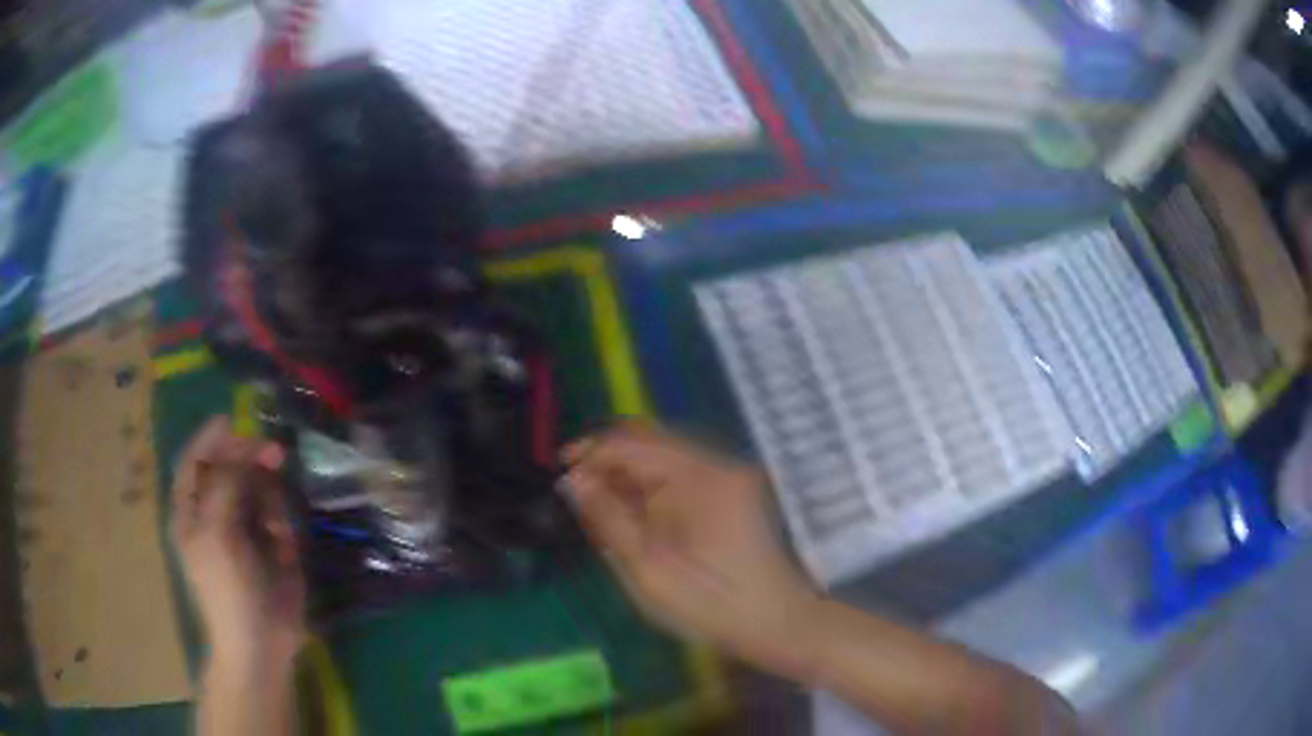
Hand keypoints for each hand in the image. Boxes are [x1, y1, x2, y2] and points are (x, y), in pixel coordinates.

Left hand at [171, 417, 304, 670]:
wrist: (261, 643)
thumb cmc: (228, 589)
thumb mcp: (217, 531)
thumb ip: (225, 482)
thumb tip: (243, 445)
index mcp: (190, 509)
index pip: (195, 459)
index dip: (212, 437)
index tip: (237, 420)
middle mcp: (214, 512)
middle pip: (230, 469)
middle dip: (251, 462)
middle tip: (277, 454)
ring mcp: (242, 529)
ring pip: (258, 490)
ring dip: (270, 501)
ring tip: (276, 529)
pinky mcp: (269, 545)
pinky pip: (277, 516)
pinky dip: (282, 524)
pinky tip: (285, 545)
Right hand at [561, 422, 820, 677]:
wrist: (776, 622)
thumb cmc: (709, 603)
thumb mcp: (647, 568)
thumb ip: (608, 518)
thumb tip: (573, 479)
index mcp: (699, 478)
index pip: (634, 443)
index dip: (592, 451)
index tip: (561, 474)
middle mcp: (718, 464)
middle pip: (651, 443)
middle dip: (609, 462)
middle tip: (578, 494)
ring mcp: (730, 476)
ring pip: (664, 458)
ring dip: (629, 475)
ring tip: (602, 508)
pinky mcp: (733, 491)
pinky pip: (682, 475)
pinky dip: (652, 488)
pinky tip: (636, 515)